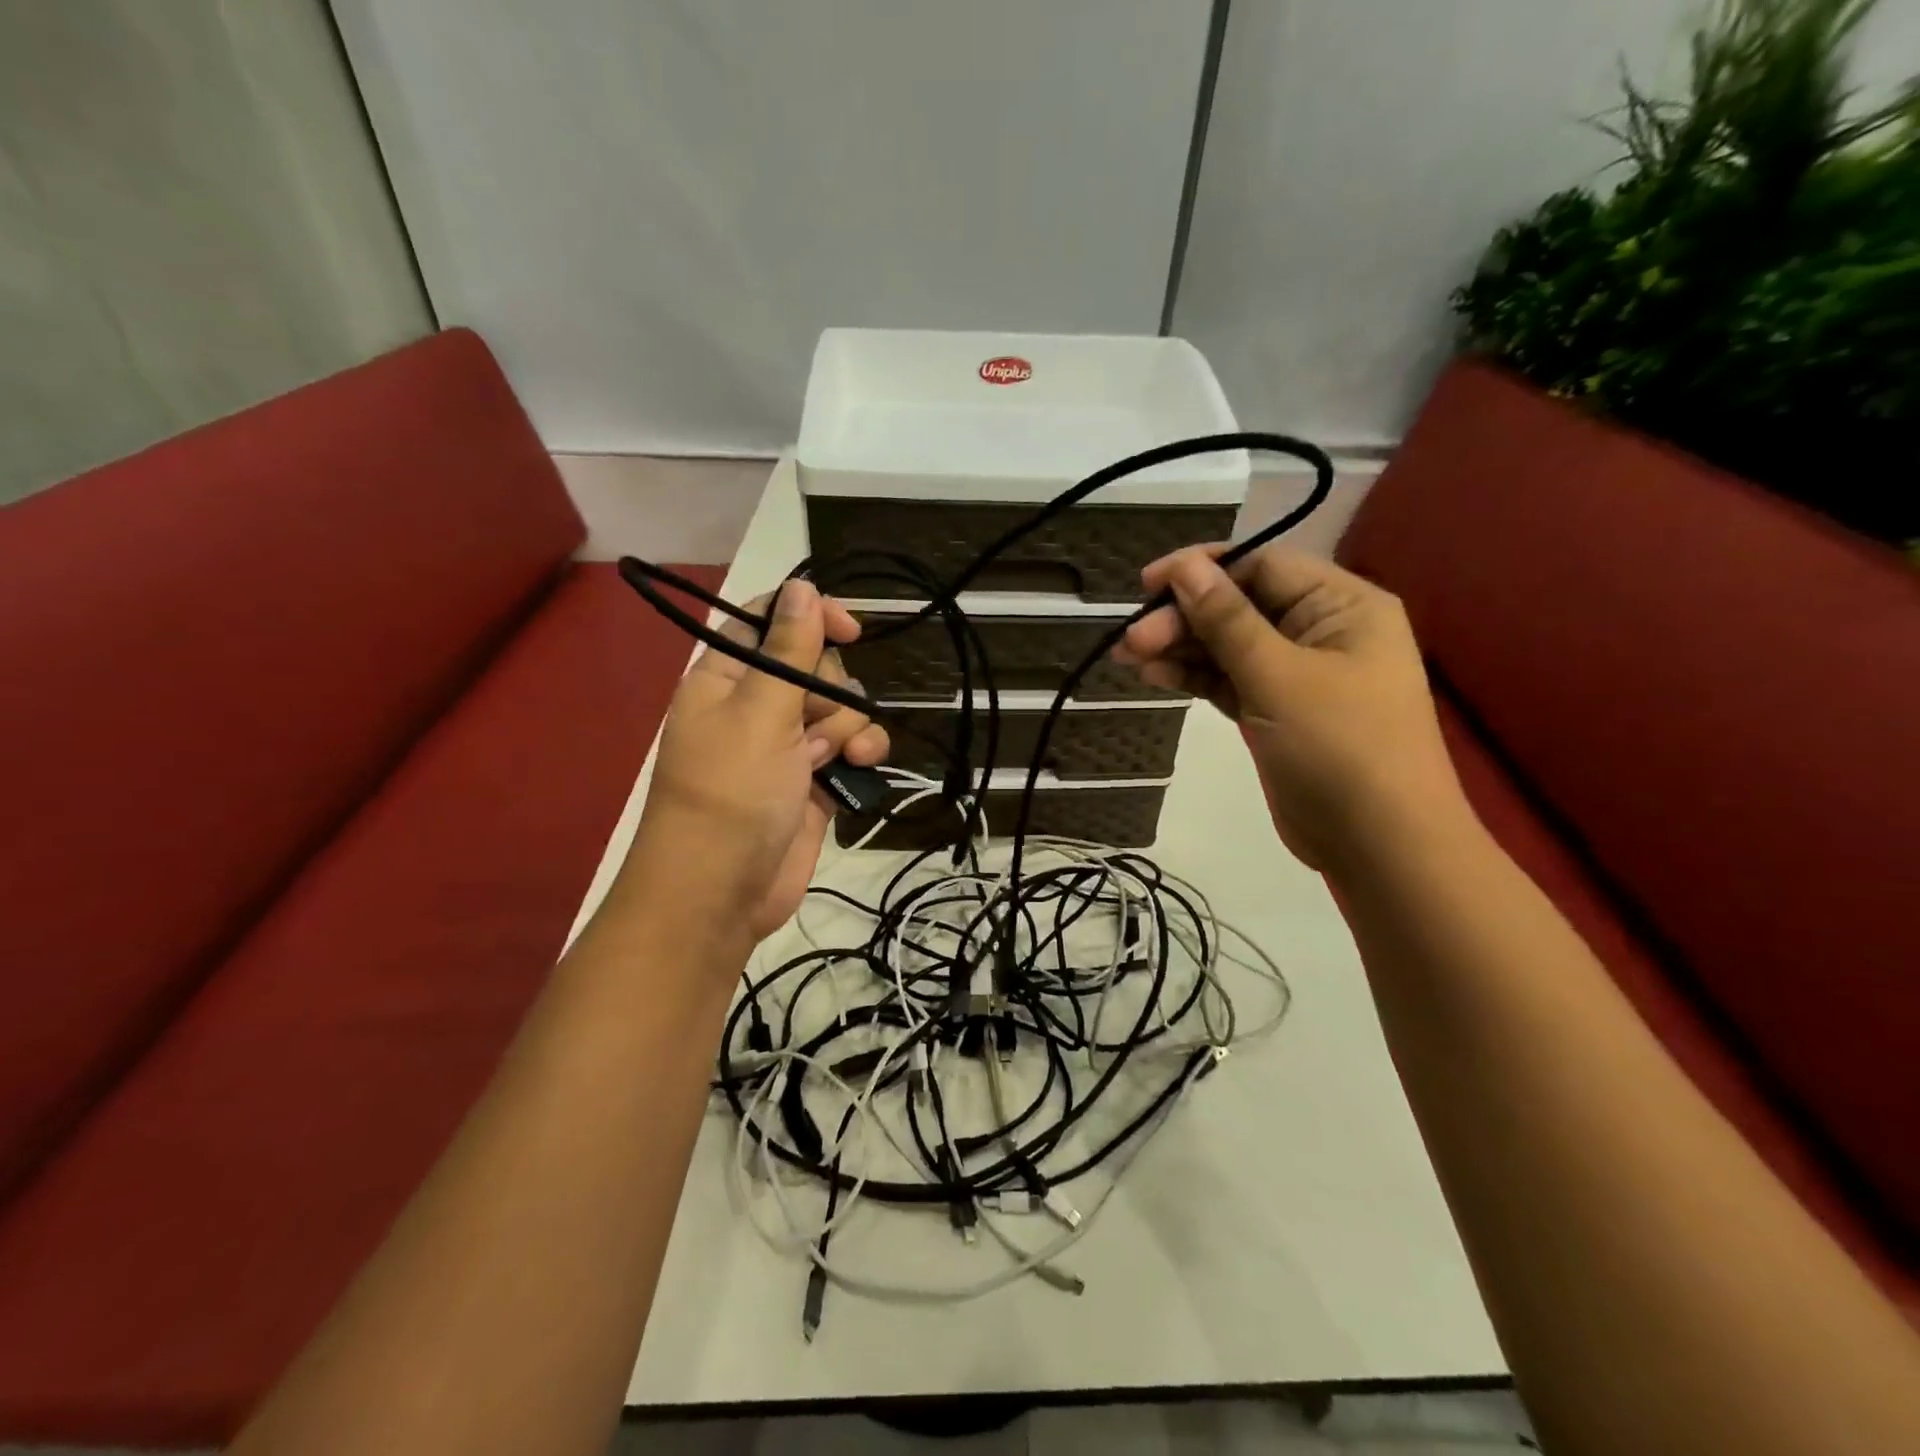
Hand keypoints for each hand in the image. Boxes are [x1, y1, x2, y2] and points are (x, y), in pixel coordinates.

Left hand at [629, 579, 888, 943]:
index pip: (768, 623)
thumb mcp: (759, 712)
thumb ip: (787, 649)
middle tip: (814, 724)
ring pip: (838, 710)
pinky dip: (859, 755)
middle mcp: (755, 707)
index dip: (810, 617)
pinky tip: (859, 768)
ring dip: (849, 728)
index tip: (850, 629)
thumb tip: (802, 586)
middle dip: (830, 691)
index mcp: (726, 679)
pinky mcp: (811, 782)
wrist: (720, 893)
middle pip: (814, 667)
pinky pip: (848, 750)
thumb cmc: (730, 792)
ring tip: (836, 757)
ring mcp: (785, 746)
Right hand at [1112, 546, 1465, 870]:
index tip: (1147, 585)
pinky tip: (1155, 676)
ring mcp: (1297, 673)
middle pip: (1240, 605)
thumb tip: (1184, 567)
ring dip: (1181, 648)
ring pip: (1228, 645)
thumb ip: (1227, 619)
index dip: (1202, 569)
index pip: (1263, 565)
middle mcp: (1321, 629)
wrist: (1380, 845)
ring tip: (1129, 657)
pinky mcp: (1276, 710)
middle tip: (1132, 640)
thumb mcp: (1278, 676)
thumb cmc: (1339, 748)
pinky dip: (1195, 677)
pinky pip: (1229, 680)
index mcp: (1342, 605)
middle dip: (1184, 618)